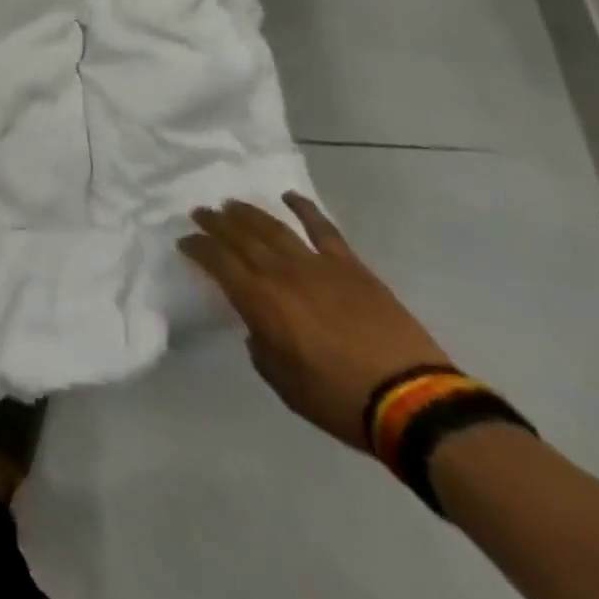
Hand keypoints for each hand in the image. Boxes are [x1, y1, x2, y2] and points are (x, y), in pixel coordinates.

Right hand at [179, 193, 454, 450]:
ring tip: (231, 203)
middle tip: (200, 212)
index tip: (185, 241)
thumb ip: (261, 347)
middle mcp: (280, 272)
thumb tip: (258, 326)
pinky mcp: (349, 265)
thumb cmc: (339, 399)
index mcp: (259, 300)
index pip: (216, 260)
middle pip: (239, 235)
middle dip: (215, 221)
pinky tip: (289, 197)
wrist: (413, 401)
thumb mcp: (283, 383)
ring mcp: (316, 264)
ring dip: (247, 212)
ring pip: (272, 226)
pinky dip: (303, 208)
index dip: (197, 247)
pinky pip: (322, 228)